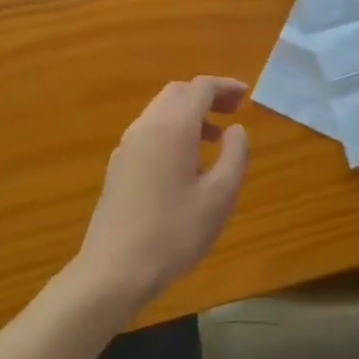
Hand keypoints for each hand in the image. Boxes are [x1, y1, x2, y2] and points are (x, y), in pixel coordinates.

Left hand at [76, 77, 249, 307]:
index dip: (225, 86)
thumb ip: (235, 154)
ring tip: (214, 138)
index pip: (200, 88)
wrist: (113, 271)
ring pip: (161, 111)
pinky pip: (150, 130)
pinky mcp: (118, 166)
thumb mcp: (220, 196)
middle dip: (206, 95)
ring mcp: (127, 146)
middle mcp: (146, 126)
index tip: (245, 96)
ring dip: (189, 113)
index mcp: (173, 127)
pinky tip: (185, 161)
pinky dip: (172, 129)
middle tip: (232, 112)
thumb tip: (236, 129)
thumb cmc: (173, 232)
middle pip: (178, 92)